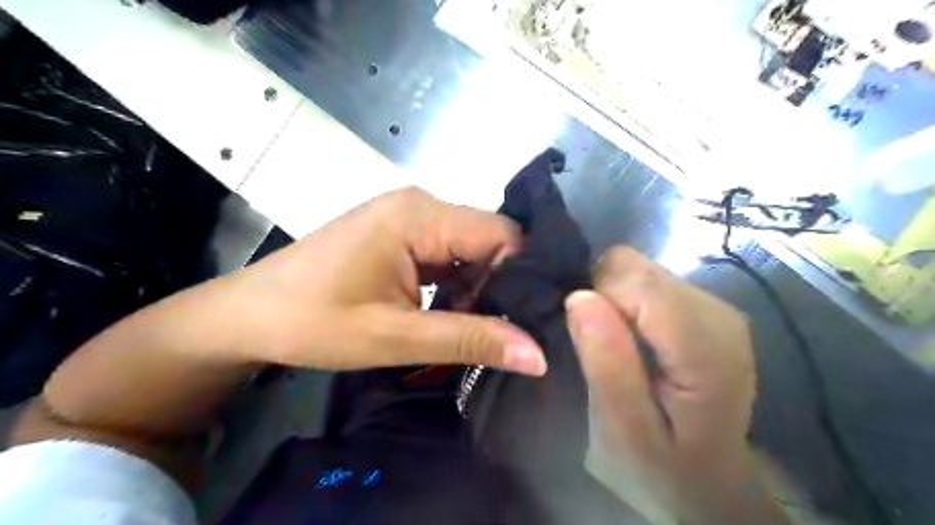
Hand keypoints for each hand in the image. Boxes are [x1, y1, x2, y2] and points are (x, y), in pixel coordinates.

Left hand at [227, 190, 548, 377]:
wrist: (248, 316)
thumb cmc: (314, 322)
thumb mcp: (396, 336)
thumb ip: (471, 340)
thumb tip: (540, 356)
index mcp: (420, 216)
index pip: (501, 235)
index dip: (519, 277)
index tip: (528, 321)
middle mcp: (420, 205)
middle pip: (487, 241)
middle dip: (498, 286)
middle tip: (504, 334)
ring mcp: (408, 218)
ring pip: (469, 251)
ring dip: (476, 290)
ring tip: (474, 329)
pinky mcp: (399, 235)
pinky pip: (447, 256)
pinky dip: (455, 286)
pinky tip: (447, 315)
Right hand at [565, 249, 782, 523]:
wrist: (710, 487)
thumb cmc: (663, 469)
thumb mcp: (624, 430)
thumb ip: (607, 364)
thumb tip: (579, 297)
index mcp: (704, 344)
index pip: (633, 279)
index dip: (594, 298)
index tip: (583, 338)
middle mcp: (716, 312)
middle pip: (636, 268)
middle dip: (602, 296)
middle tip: (595, 346)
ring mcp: (714, 307)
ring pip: (638, 270)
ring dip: (612, 300)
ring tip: (611, 346)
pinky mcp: (703, 309)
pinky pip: (647, 282)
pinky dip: (625, 302)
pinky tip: (627, 339)